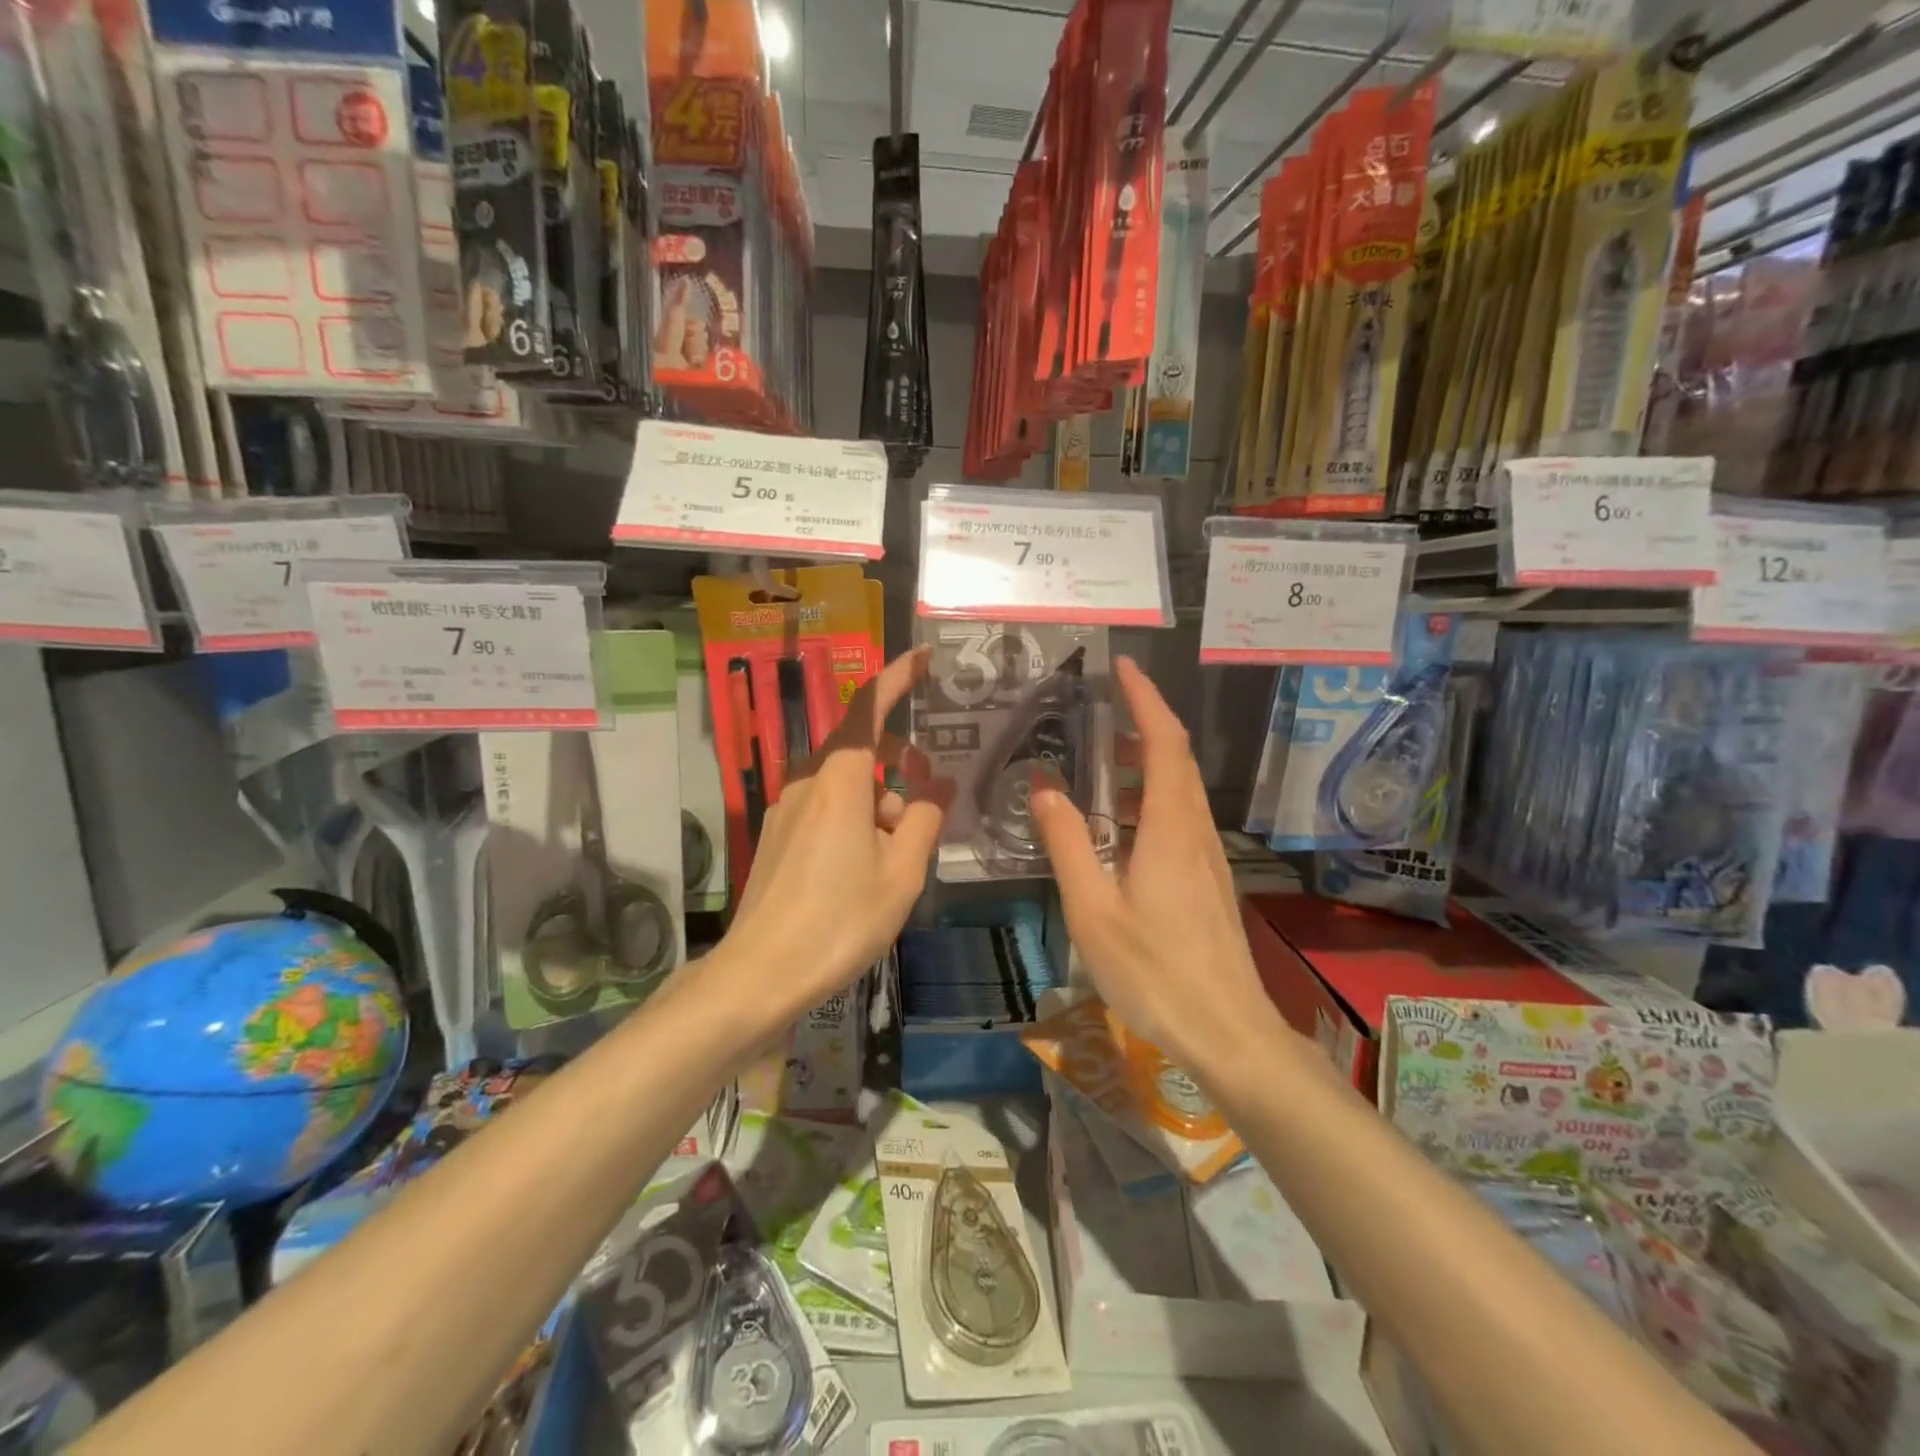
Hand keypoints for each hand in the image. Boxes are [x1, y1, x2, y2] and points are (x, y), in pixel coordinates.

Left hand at [723, 647, 950, 1022]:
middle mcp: (807, 783)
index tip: (923, 659)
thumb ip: (924, 819)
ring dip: (880, 801)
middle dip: (900, 760)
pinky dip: (856, 819)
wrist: (760, 974)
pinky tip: (869, 867)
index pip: (868, 708)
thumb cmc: (840, 920)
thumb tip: (940, 786)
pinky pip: (825, 809)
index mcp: (839, 780)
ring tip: (902, 853)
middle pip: (860, 749)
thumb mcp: (901, 872)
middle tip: (931, 792)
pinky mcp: (777, 838)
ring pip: (845, 785)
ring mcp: (786, 810)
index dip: (897, 678)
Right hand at [1032, 657, 1276, 1074]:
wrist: (1229, 1031)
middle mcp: (1195, 830)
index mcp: (1169, 828)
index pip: (1163, 742)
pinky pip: (1180, 819)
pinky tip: (1121, 826)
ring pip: (1179, 790)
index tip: (1123, 668)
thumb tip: (1043, 788)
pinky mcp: (1209, 880)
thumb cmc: (1155, 972)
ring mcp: (1208, 856)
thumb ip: (1068, 844)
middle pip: (1175, 760)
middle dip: (1143, 724)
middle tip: (1099, 711)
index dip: (1145, 699)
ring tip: (1099, 764)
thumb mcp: (1093, 910)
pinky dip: (1151, 799)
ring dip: (1145, 763)